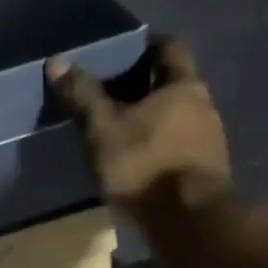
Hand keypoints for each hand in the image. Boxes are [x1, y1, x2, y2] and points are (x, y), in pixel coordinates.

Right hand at [46, 36, 233, 220]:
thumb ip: (83, 96)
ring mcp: (211, 143)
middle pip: (176, 86)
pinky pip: (181, 150)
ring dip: (156, 122)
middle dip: (148, 88)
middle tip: (115, 94)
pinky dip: (162, 150)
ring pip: (179, 120)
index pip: (170, 48)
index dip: (148, 46)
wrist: (189, 221)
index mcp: (184, 85)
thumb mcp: (103, 129)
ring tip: (124, 132)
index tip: (126, 51)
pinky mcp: (207, 174)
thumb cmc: (146, 164)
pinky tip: (142, 163)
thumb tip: (57, 61)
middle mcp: (205, 107)